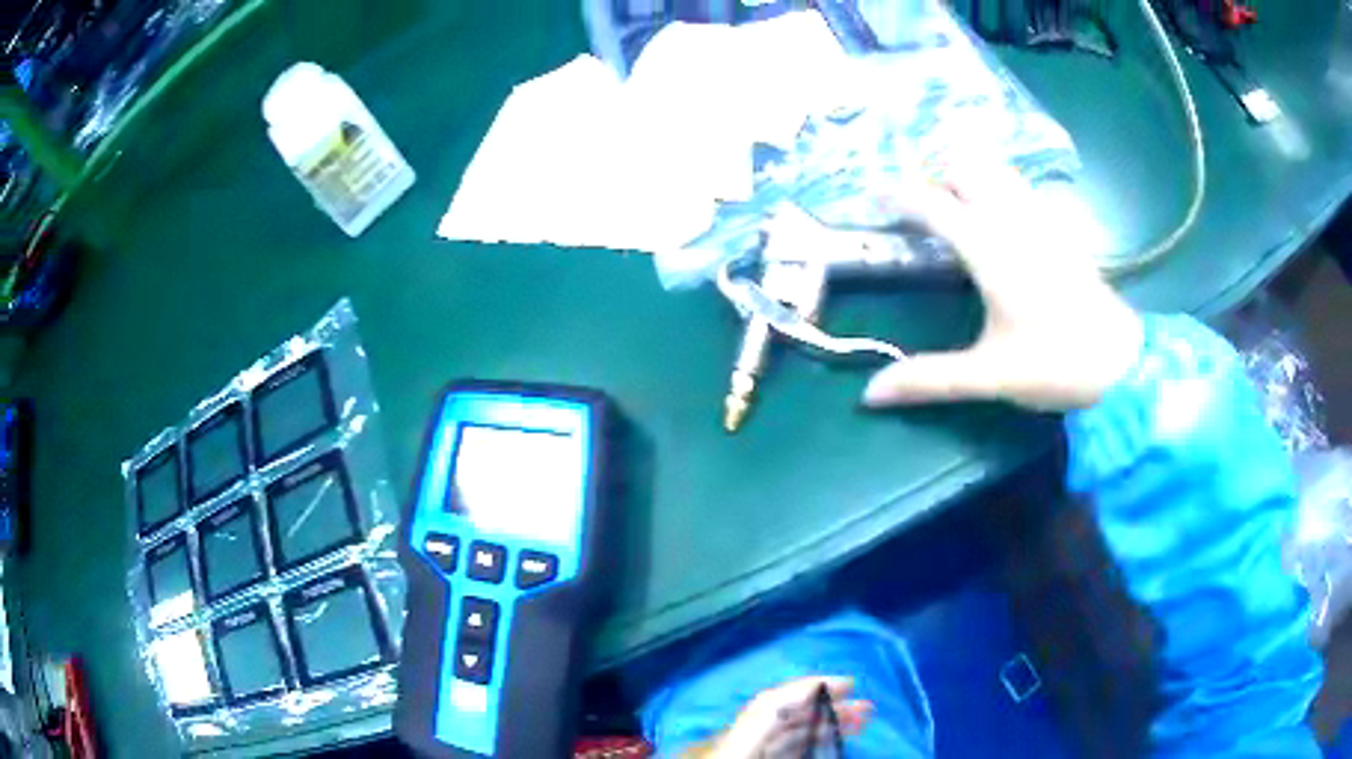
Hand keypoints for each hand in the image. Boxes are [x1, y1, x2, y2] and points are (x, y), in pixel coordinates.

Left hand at [685, 677, 873, 757]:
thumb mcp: (738, 757)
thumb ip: (777, 747)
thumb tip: (819, 744)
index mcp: (728, 748)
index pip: (769, 706)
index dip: (808, 688)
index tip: (848, 684)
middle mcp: (725, 746)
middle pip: (776, 719)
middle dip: (822, 710)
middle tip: (867, 710)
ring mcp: (723, 756)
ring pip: (773, 737)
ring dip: (812, 731)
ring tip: (853, 728)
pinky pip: (764, 752)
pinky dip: (793, 750)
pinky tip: (815, 752)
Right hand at [862, 163, 1142, 411]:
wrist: (1122, 364)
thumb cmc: (1055, 365)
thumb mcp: (989, 376)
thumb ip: (930, 379)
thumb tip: (870, 394)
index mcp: (991, 250)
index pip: (934, 204)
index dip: (899, 197)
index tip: (874, 199)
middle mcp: (1014, 221)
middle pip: (968, 168)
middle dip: (938, 176)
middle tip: (923, 209)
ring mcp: (1043, 219)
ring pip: (998, 172)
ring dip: (971, 177)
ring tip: (955, 206)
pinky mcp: (1062, 229)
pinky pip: (1023, 190)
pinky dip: (1001, 189)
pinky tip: (1000, 220)